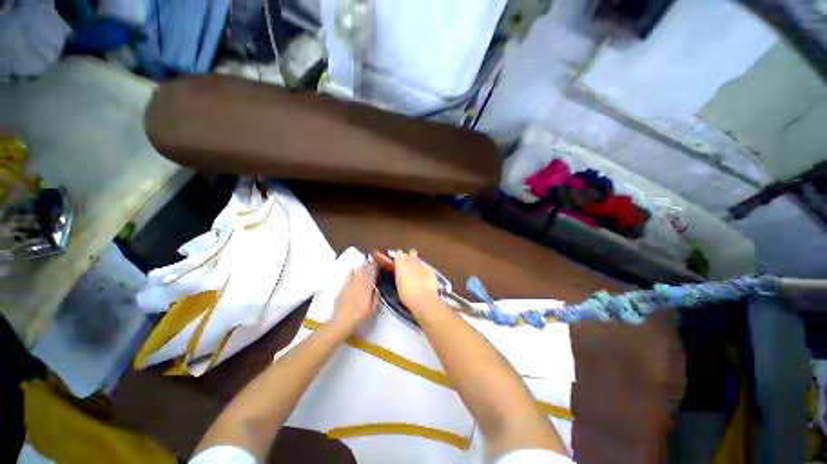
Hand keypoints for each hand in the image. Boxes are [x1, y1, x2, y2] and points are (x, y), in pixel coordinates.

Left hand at [333, 262, 378, 330]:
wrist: (342, 322)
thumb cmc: (360, 316)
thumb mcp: (373, 309)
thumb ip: (376, 297)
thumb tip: (377, 289)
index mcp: (367, 288)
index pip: (371, 275)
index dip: (374, 268)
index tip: (376, 262)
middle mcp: (358, 285)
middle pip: (362, 272)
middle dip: (365, 265)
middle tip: (368, 260)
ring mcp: (349, 287)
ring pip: (354, 274)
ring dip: (357, 268)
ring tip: (359, 263)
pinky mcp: (342, 290)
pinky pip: (347, 279)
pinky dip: (350, 274)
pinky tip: (350, 272)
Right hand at [394, 250, 442, 315]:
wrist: (424, 299)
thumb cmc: (407, 295)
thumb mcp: (399, 286)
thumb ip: (400, 276)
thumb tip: (402, 274)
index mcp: (401, 265)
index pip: (399, 253)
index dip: (399, 255)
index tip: (399, 258)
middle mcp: (412, 262)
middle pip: (412, 253)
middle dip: (411, 256)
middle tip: (410, 263)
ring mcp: (422, 265)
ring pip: (420, 260)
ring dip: (419, 264)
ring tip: (418, 272)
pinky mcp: (431, 270)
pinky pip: (427, 267)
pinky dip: (426, 270)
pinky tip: (426, 277)